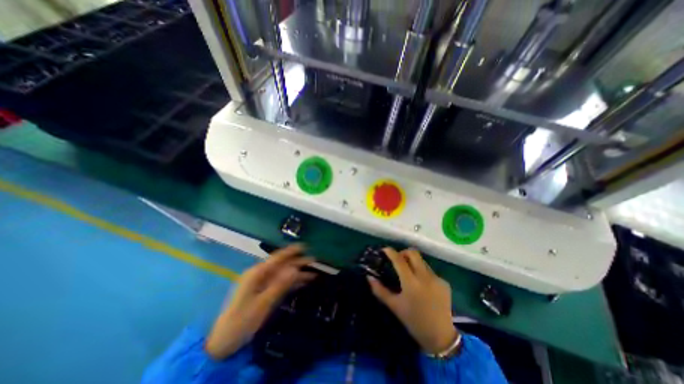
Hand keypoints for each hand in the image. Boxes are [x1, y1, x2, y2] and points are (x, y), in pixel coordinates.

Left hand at [203, 244, 316, 358]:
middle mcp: (260, 275)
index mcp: (257, 274)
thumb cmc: (242, 321)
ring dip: (297, 274)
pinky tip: (302, 283)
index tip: (304, 246)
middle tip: (314, 260)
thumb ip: (279, 285)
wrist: (224, 342)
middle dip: (298, 263)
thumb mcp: (262, 303)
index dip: (291, 251)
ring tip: (313, 273)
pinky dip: (291, 283)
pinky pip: (281, 283)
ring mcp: (262, 284)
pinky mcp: (264, 292)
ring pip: (283, 275)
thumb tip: (295, 269)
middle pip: (282, 266)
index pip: (277, 258)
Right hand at [365, 249, 454, 353]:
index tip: (385, 249)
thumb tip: (369, 277)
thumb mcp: (394, 306)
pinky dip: (422, 272)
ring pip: (422, 261)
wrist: (440, 337)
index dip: (391, 252)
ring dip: (413, 262)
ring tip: (409, 273)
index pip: (399, 260)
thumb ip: (380, 290)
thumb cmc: (413, 321)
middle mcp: (425, 277)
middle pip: (413, 253)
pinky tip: (421, 285)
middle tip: (398, 260)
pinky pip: (430, 271)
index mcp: (411, 283)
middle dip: (403, 253)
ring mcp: (437, 279)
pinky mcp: (444, 282)